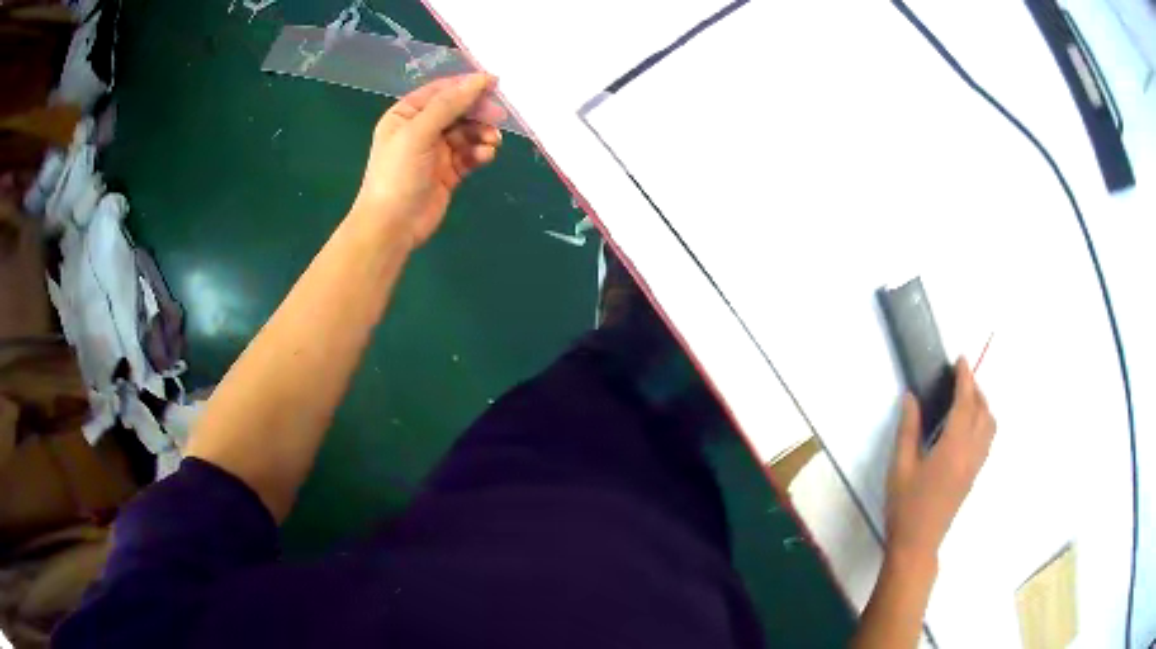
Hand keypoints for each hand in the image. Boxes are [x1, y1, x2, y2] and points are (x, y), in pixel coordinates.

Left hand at [353, 73, 504, 249]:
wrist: (391, 226)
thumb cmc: (397, 174)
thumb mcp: (419, 133)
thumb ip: (448, 105)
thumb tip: (479, 79)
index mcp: (406, 114)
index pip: (441, 91)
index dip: (466, 85)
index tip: (495, 83)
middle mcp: (420, 129)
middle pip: (457, 110)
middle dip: (478, 112)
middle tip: (499, 116)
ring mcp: (435, 151)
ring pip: (467, 133)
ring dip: (482, 134)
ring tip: (492, 142)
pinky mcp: (448, 172)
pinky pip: (469, 154)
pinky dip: (480, 152)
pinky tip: (487, 155)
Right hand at [885, 358, 995, 561]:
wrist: (917, 544)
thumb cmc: (905, 506)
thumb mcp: (900, 467)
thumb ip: (908, 429)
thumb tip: (911, 397)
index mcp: (953, 447)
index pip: (966, 403)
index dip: (965, 378)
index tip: (960, 360)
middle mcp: (971, 452)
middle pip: (983, 411)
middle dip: (975, 389)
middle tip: (960, 377)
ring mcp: (975, 465)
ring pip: (990, 426)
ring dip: (982, 405)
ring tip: (966, 399)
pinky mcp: (974, 476)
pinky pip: (987, 439)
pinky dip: (983, 422)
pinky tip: (967, 427)